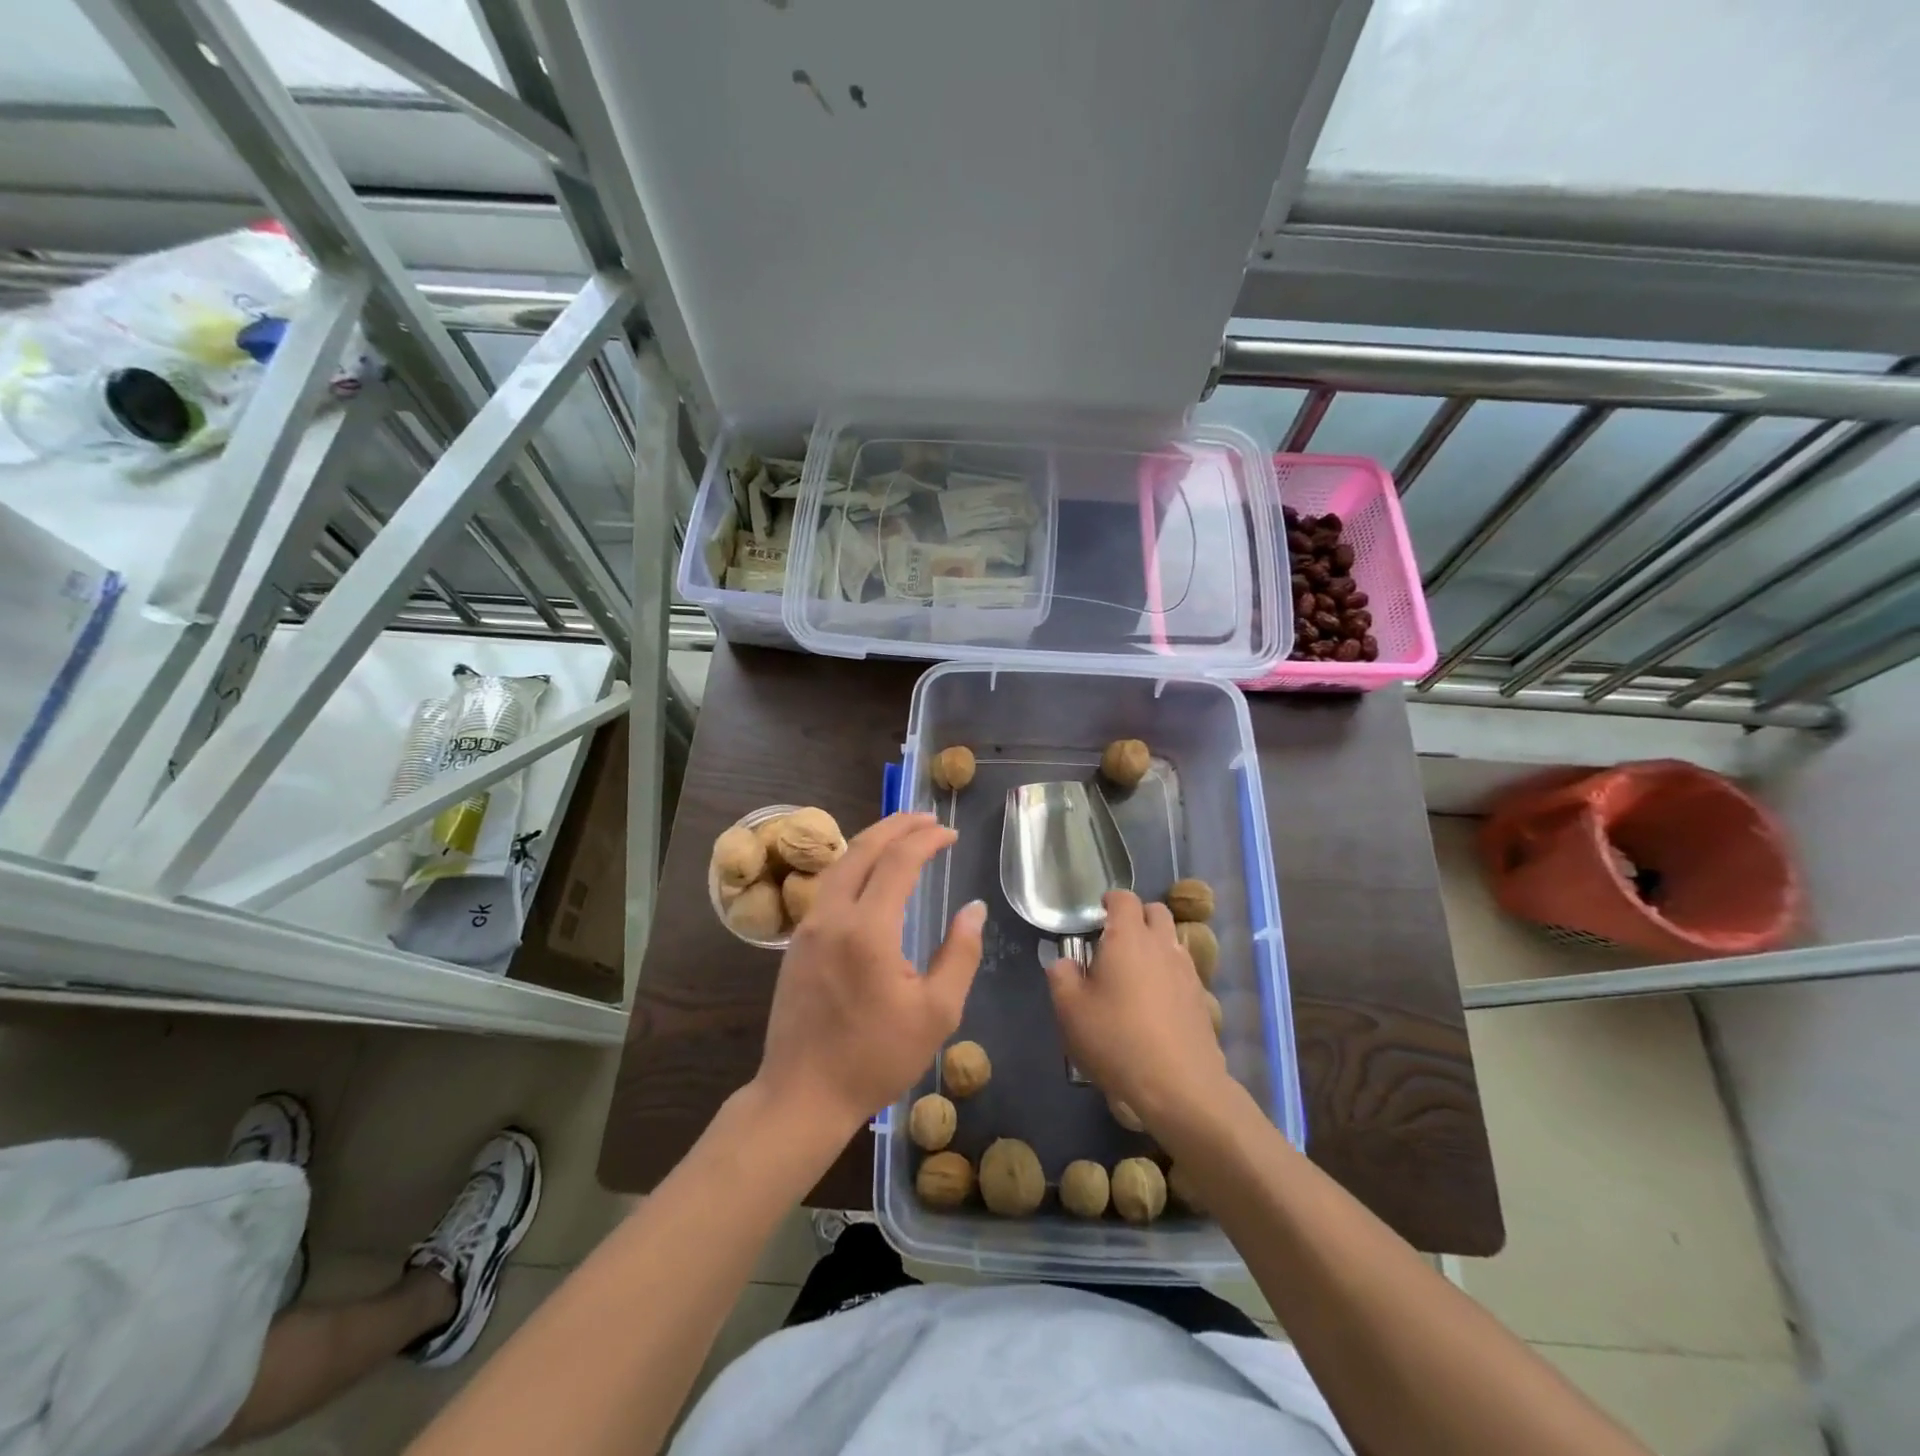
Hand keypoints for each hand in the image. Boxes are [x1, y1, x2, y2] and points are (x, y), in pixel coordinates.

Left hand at [755, 812, 984, 1136]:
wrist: (802, 1095)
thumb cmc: (875, 1058)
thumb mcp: (936, 1013)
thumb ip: (960, 954)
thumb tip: (974, 909)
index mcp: (867, 930)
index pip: (898, 862)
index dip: (926, 840)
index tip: (950, 834)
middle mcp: (832, 916)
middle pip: (862, 849)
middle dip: (896, 826)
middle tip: (926, 819)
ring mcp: (808, 926)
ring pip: (840, 863)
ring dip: (872, 841)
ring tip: (901, 834)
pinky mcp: (797, 942)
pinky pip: (828, 885)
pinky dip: (854, 864)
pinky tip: (869, 873)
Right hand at [1047, 891, 1232, 1131]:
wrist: (1179, 1086)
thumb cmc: (1117, 1040)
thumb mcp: (1070, 1010)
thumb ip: (1062, 977)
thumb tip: (1063, 962)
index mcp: (1129, 938)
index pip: (1124, 898)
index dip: (1110, 900)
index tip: (1097, 914)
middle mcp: (1162, 945)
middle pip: (1156, 912)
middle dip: (1137, 917)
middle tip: (1115, 941)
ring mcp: (1187, 971)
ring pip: (1172, 940)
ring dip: (1154, 945)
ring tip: (1134, 973)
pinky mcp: (1201, 999)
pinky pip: (1183, 970)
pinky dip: (1168, 973)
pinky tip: (1154, 1003)